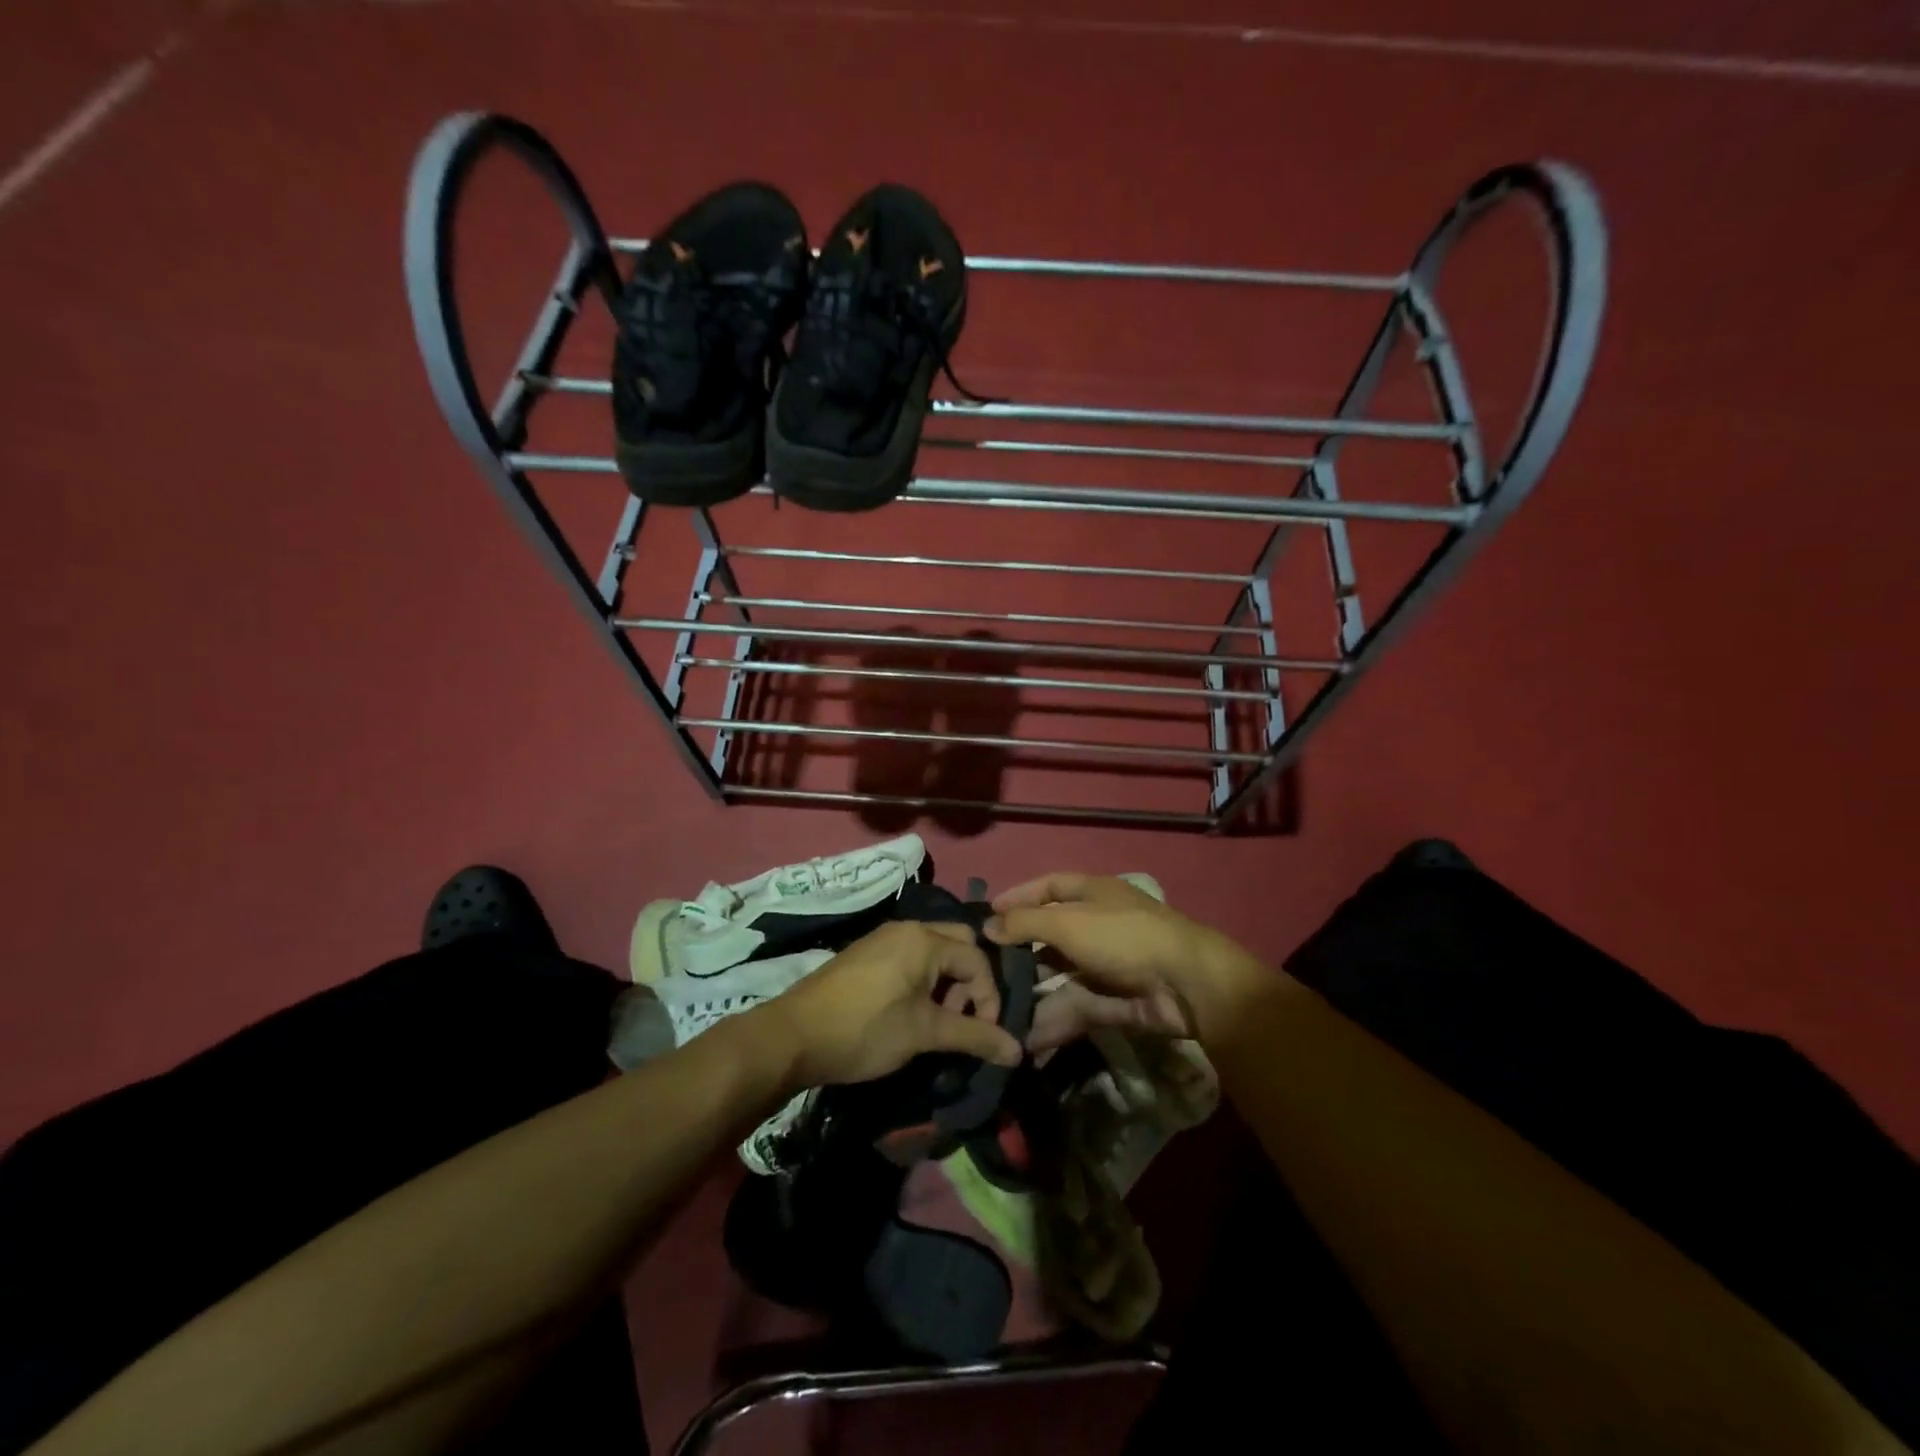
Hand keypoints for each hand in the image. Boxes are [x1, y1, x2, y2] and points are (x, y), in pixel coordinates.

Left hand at [763, 921, 1023, 1089]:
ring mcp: (883, 938)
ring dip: (946, 982)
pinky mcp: (866, 953)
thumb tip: (1018, 1051)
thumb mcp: (924, 1033)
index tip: (984, 1034)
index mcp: (925, 938)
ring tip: (936, 1021)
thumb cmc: (865, 1029)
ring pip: (933, 951)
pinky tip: (910, 1012)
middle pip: (958, 944)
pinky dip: (923, 979)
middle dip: (970, 982)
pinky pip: (910, 956)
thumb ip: (974, 1037)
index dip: (990, 997)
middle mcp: (906, 928)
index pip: (978, 959)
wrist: (793, 1035)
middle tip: (962, 1018)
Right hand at [986, 873, 1264, 1045]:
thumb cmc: (1122, 936)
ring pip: (1063, 976)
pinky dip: (1056, 1020)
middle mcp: (1100, 925)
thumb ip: (1025, 923)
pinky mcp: (1117, 1000)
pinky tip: (1028, 1036)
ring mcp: (1109, 965)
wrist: (1185, 983)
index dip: (1019, 897)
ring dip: (1035, 993)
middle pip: (1053, 935)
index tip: (988, 914)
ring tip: (1000, 1011)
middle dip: (1022, 952)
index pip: (1050, 886)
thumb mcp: (1068, 922)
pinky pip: (1078, 1007)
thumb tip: (988, 925)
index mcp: (1093, 893)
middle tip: (987, 970)